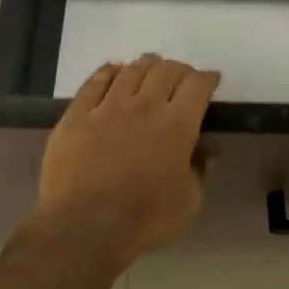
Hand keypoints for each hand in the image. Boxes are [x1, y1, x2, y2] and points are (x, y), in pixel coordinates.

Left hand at [34, 55, 220, 267]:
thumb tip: (206, 154)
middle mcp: (145, 105)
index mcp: (178, 125)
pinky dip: (107, 72)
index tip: (211, 80)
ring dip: (145, 64)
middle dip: (179, 69)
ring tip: (150, 66)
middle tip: (182, 76)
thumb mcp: (188, 201)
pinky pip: (94, 82)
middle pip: (166, 71)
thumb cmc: (145, 217)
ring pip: (131, 71)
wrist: (85, 224)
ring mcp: (107, 107)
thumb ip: (198, 171)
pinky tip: (112, 70)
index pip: (198, 86)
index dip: (207, 78)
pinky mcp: (77, 114)